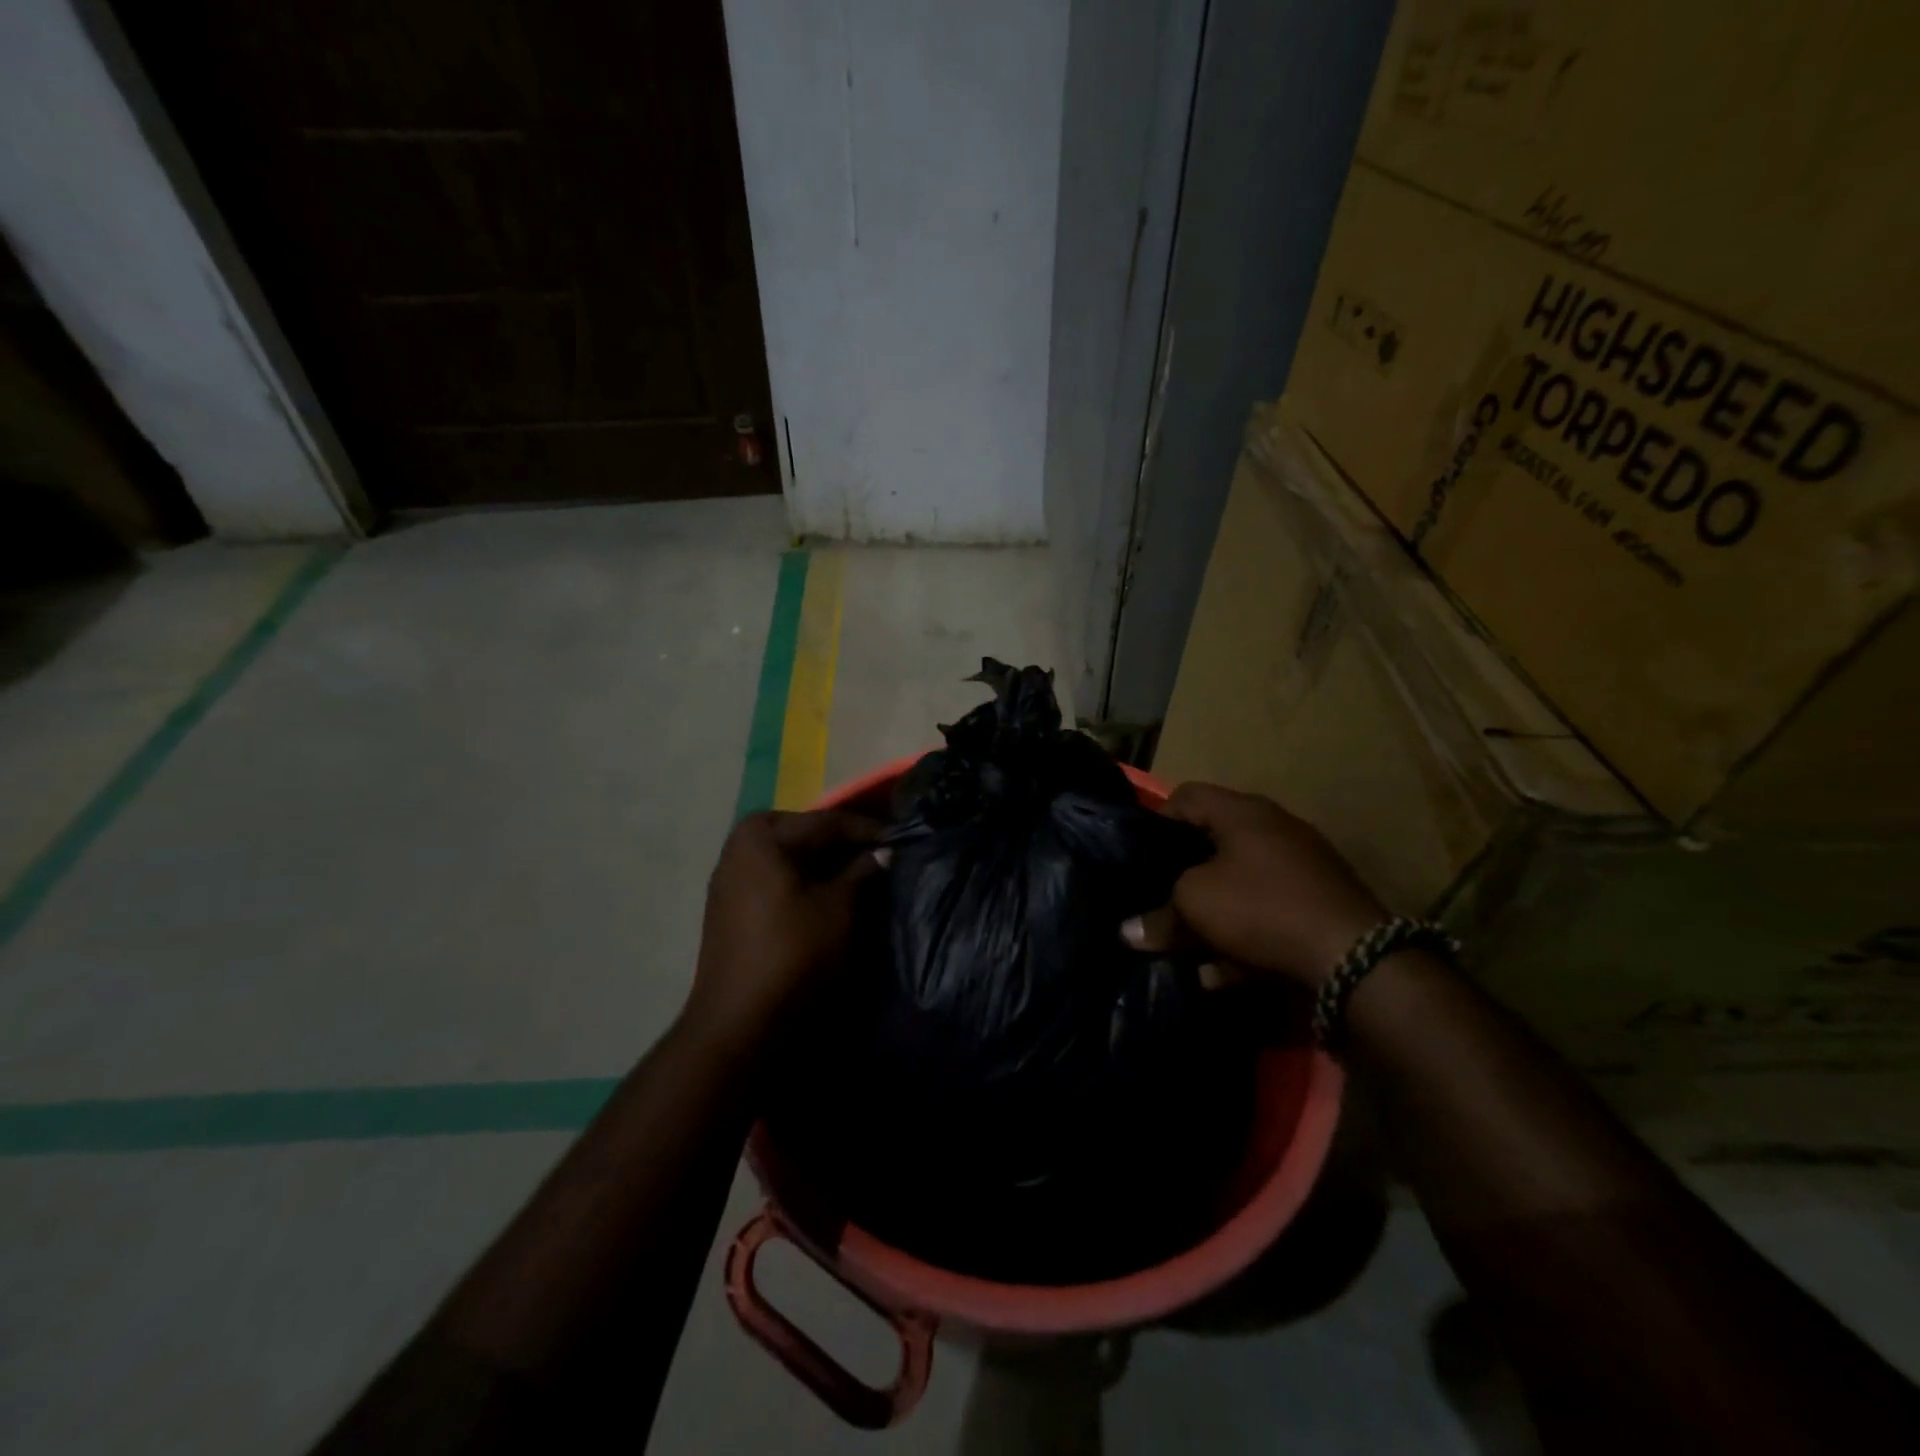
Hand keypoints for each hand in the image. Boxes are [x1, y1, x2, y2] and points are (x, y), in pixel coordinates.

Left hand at [684, 809, 884, 1046]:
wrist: (739, 1023)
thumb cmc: (793, 953)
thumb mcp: (838, 908)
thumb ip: (863, 870)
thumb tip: (885, 850)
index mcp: (762, 836)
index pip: (826, 822)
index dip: (868, 830)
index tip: (903, 837)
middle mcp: (739, 847)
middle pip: (804, 835)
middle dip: (843, 844)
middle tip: (882, 854)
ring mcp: (730, 879)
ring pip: (790, 858)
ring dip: (825, 864)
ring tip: (862, 875)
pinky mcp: (731, 908)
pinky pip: (777, 880)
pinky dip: (805, 881)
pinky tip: (830, 896)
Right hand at [1124, 783, 1384, 988]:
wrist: (1354, 958)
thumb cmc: (1261, 908)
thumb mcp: (1194, 906)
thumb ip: (1158, 916)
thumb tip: (1128, 932)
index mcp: (1243, 812)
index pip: (1186, 796)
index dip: (1156, 821)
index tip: (1139, 857)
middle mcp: (1274, 829)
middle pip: (1212, 844)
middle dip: (1182, 878)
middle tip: (1158, 902)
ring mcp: (1302, 867)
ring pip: (1238, 884)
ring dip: (1210, 916)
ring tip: (1186, 951)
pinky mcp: (1319, 904)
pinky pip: (1266, 913)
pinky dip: (1242, 937)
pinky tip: (1221, 974)